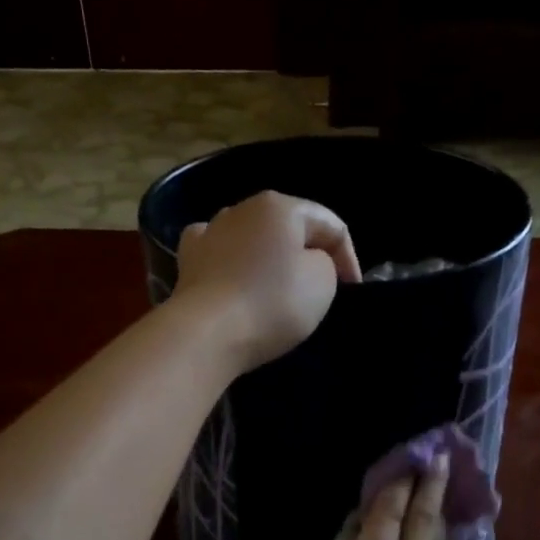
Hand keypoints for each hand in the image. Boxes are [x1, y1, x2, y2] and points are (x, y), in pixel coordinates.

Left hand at [172, 191, 360, 371]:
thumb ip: (326, 263)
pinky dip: (233, 264)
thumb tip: (307, 262)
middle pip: (289, 228)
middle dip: (308, 254)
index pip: (331, 225)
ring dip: (270, 258)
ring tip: (279, 288)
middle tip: (322, 289)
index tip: (352, 291)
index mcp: (280, 206)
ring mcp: (209, 232)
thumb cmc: (272, 303)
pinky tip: (236, 278)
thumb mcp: (323, 281)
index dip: (349, 258)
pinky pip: (221, 255)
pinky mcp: (188, 261)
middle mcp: (241, 208)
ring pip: (252, 239)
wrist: (205, 334)